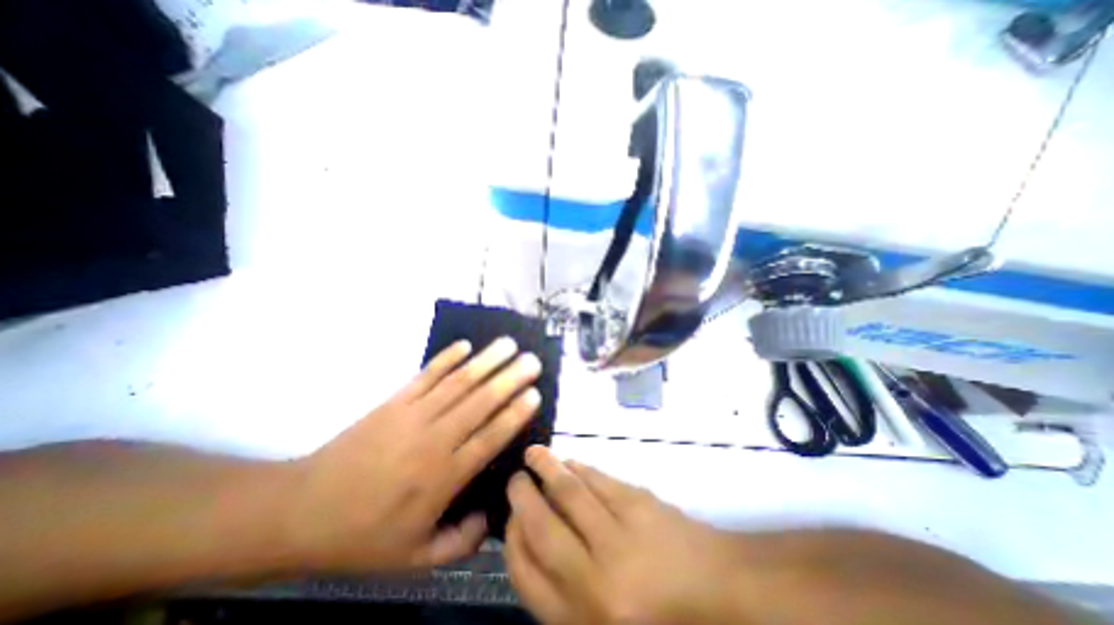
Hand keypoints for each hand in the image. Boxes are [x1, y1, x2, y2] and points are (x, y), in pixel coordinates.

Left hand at [285, 339, 538, 572]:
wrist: (301, 511)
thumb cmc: (361, 535)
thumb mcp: (413, 558)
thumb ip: (460, 543)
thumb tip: (491, 519)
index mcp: (443, 477)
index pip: (490, 438)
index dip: (515, 414)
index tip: (535, 394)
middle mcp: (434, 439)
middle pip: (480, 402)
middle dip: (510, 378)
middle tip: (532, 361)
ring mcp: (413, 415)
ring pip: (458, 383)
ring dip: (486, 361)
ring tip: (508, 344)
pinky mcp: (394, 401)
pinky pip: (426, 375)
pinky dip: (447, 358)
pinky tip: (465, 345)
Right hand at [505, 446, 747, 624]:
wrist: (724, 594)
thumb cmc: (660, 617)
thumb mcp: (604, 624)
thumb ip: (566, 594)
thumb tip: (536, 545)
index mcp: (584, 619)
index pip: (527, 574)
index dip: (512, 539)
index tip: (509, 518)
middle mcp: (596, 578)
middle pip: (543, 527)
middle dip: (522, 497)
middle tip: (515, 479)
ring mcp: (620, 535)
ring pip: (569, 492)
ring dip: (547, 468)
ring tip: (534, 454)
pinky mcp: (640, 504)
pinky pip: (599, 480)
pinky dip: (579, 467)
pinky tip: (570, 461)